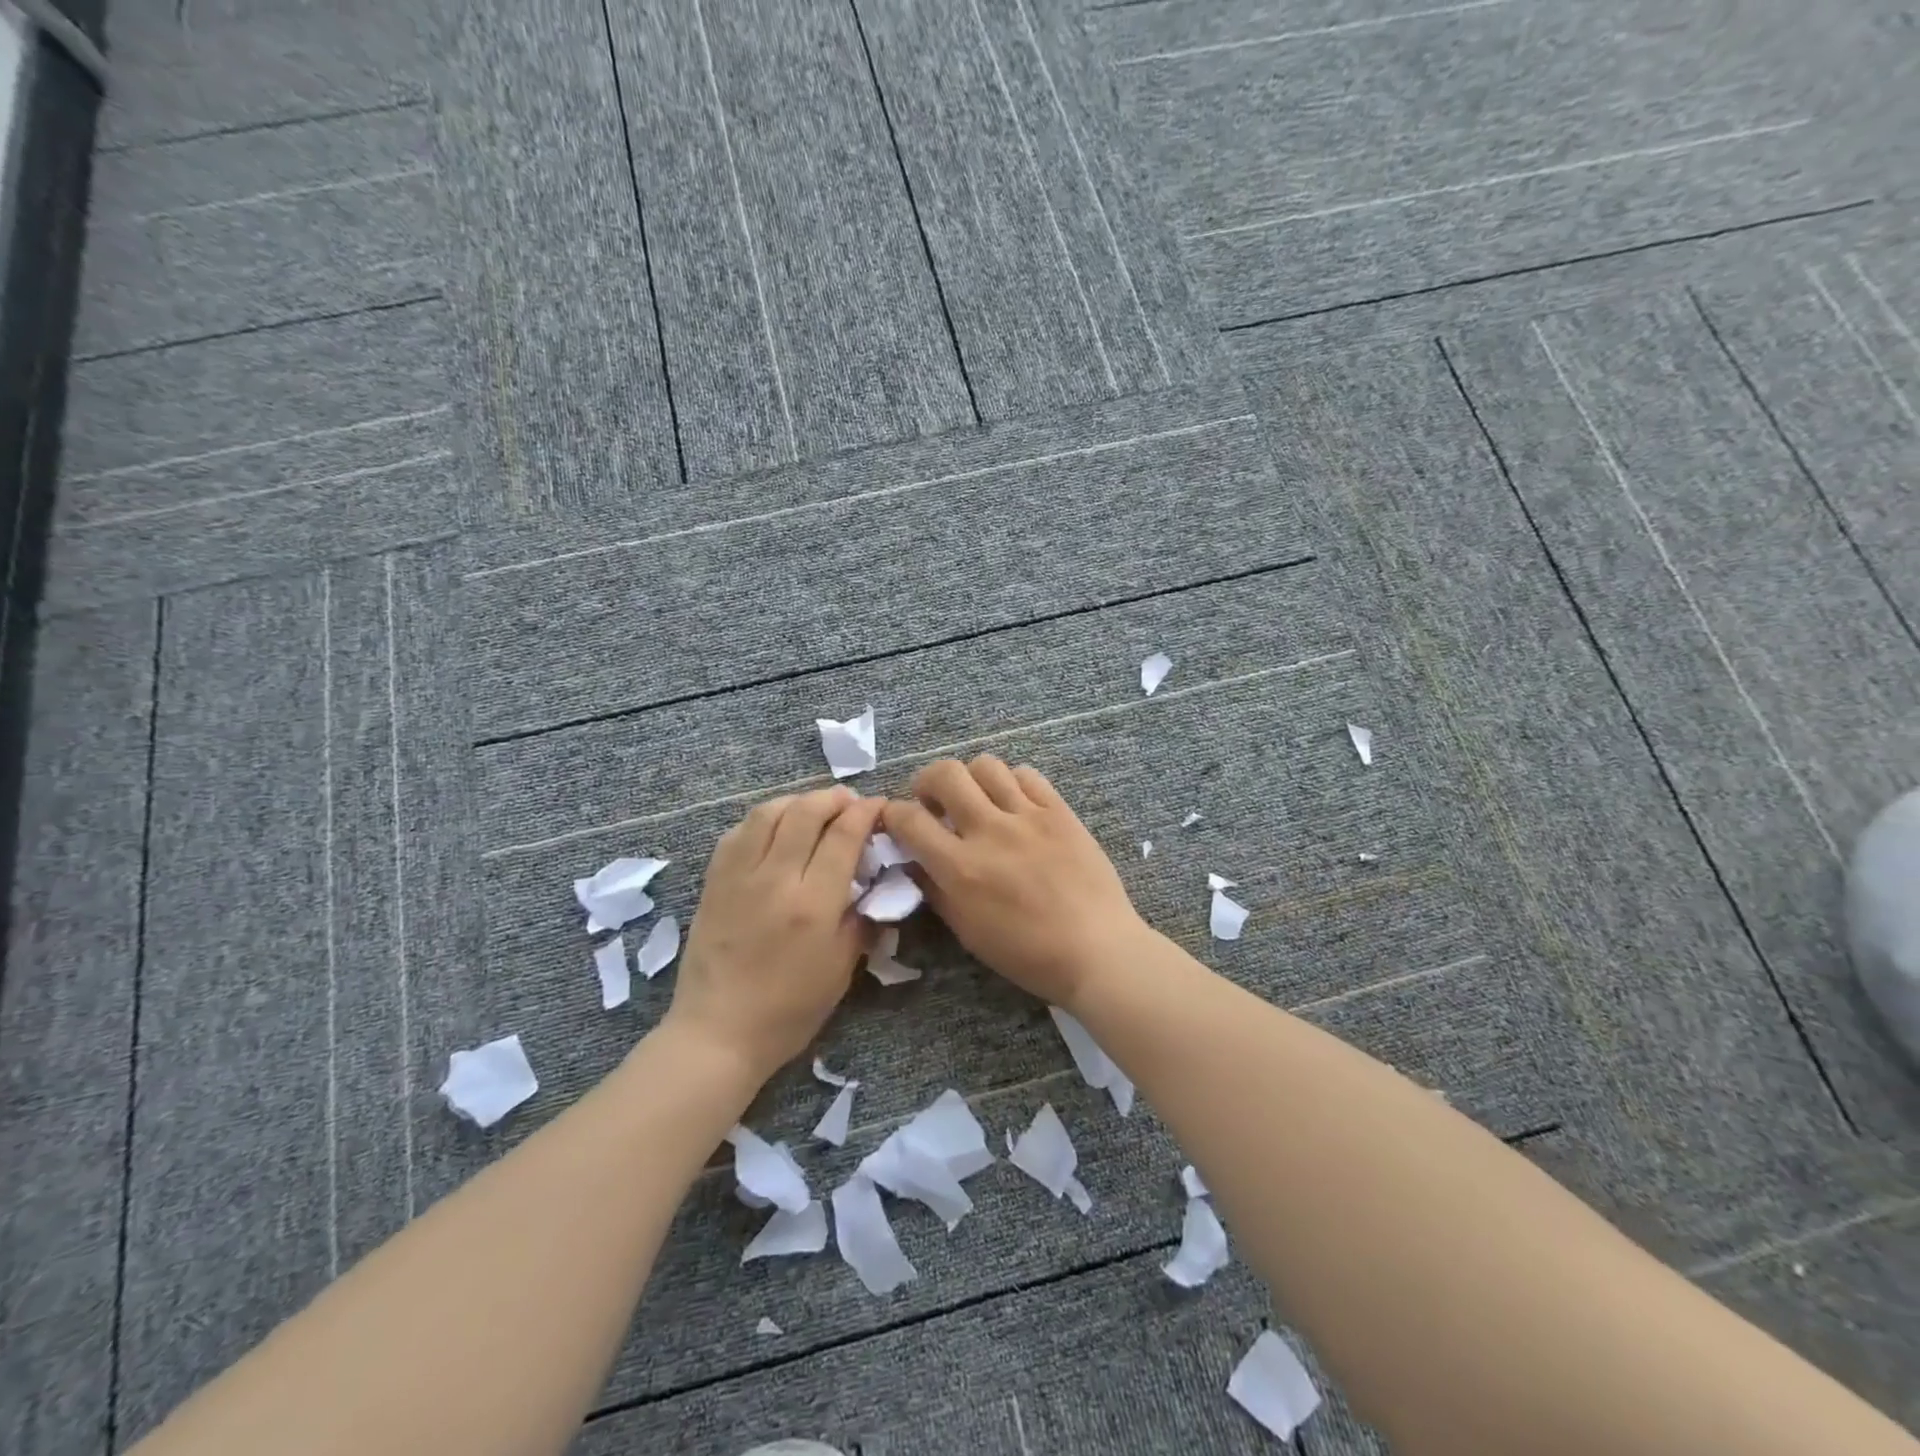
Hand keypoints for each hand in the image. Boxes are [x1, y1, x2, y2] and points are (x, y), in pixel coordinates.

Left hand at [663, 787, 883, 1081]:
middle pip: (805, 812)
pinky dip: (762, 819)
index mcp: (814, 904)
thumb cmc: (789, 1010)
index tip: (879, 806)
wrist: (718, 1033)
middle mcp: (776, 879)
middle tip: (849, 802)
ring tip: (813, 808)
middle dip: (833, 798)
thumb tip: (874, 883)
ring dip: (797, 801)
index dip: (865, 812)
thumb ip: (862, 919)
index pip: (843, 835)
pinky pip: (738, 832)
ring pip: (768, 813)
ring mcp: (739, 877)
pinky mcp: (714, 882)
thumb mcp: (842, 970)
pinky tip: (774, 828)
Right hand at [880, 756, 1146, 1008]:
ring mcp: (1028, 816)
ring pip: (986, 765)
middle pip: (946, 774)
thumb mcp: (968, 931)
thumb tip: (914, 861)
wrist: (1097, 949)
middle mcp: (990, 831)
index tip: (896, 819)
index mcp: (961, 867)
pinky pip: (1027, 775)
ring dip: (971, 778)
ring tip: (977, 799)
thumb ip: (935, 890)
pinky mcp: (1060, 811)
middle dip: (927, 781)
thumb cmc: (1028, 953)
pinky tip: (1014, 803)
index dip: (892, 813)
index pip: (909, 819)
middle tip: (934, 801)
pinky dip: (1011, 782)